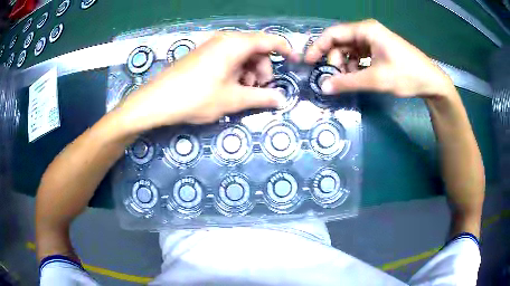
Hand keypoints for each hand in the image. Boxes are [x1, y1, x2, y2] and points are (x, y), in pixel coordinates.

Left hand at [118, 32, 298, 130]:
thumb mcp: (233, 99)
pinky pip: (227, 58)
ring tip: (242, 92)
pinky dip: (235, 71)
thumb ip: (261, 98)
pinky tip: (228, 87)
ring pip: (241, 54)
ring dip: (249, 72)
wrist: (157, 101)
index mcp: (235, 44)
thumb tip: (282, 100)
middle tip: (259, 89)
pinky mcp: (203, 55)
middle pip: (255, 49)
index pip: (269, 40)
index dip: (285, 49)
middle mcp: (224, 40)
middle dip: (263, 68)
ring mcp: (211, 46)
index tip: (295, 61)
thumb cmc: (196, 97)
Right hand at [305, 19, 454, 98]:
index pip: (333, 34)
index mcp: (366, 30)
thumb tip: (323, 87)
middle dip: (334, 59)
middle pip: (341, 42)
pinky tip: (358, 76)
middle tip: (335, 78)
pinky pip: (360, 55)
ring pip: (349, 49)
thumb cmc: (406, 75)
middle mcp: (367, 31)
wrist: (431, 81)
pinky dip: (355, 66)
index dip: (318, 47)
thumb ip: (348, 82)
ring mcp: (374, 40)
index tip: (308, 63)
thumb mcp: (376, 79)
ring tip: (349, 79)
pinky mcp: (379, 49)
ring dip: (345, 64)